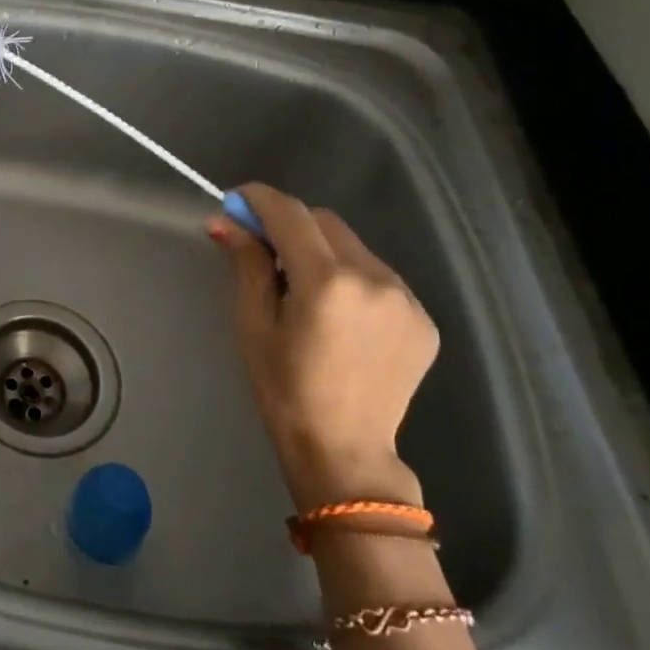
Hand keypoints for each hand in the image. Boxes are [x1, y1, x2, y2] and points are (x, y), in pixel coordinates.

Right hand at [209, 183, 438, 511]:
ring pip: (353, 245)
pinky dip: (351, 277)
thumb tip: (225, 221)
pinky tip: (338, 313)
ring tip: (302, 289)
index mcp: (327, 281)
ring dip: (322, 250)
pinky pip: (378, 274)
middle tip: (262, 249)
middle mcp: (374, 278)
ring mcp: (406, 298)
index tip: (236, 202)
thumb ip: (245, 263)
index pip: (289, 213)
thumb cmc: (283, 389)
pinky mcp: (423, 318)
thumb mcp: (252, 323)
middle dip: (290, 225)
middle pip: (324, 221)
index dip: (258, 199)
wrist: (344, 450)